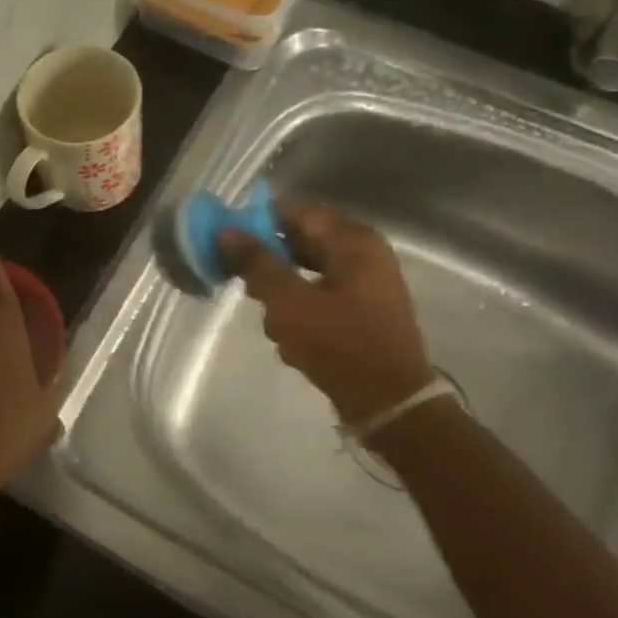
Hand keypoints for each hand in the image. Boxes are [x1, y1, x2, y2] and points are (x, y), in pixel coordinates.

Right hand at [217, 202, 433, 426]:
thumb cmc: (339, 345)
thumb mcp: (288, 302)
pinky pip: (323, 297)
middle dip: (270, 263)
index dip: (258, 223)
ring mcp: (368, 284)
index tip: (228, 243)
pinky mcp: (364, 312)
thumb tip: (227, 232)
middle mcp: (365, 254)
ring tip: (272, 321)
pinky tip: (291, 339)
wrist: (390, 404)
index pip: (296, 212)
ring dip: (283, 292)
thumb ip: (257, 264)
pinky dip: (302, 310)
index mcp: (353, 241)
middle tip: (244, 284)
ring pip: (309, 273)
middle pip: (303, 242)